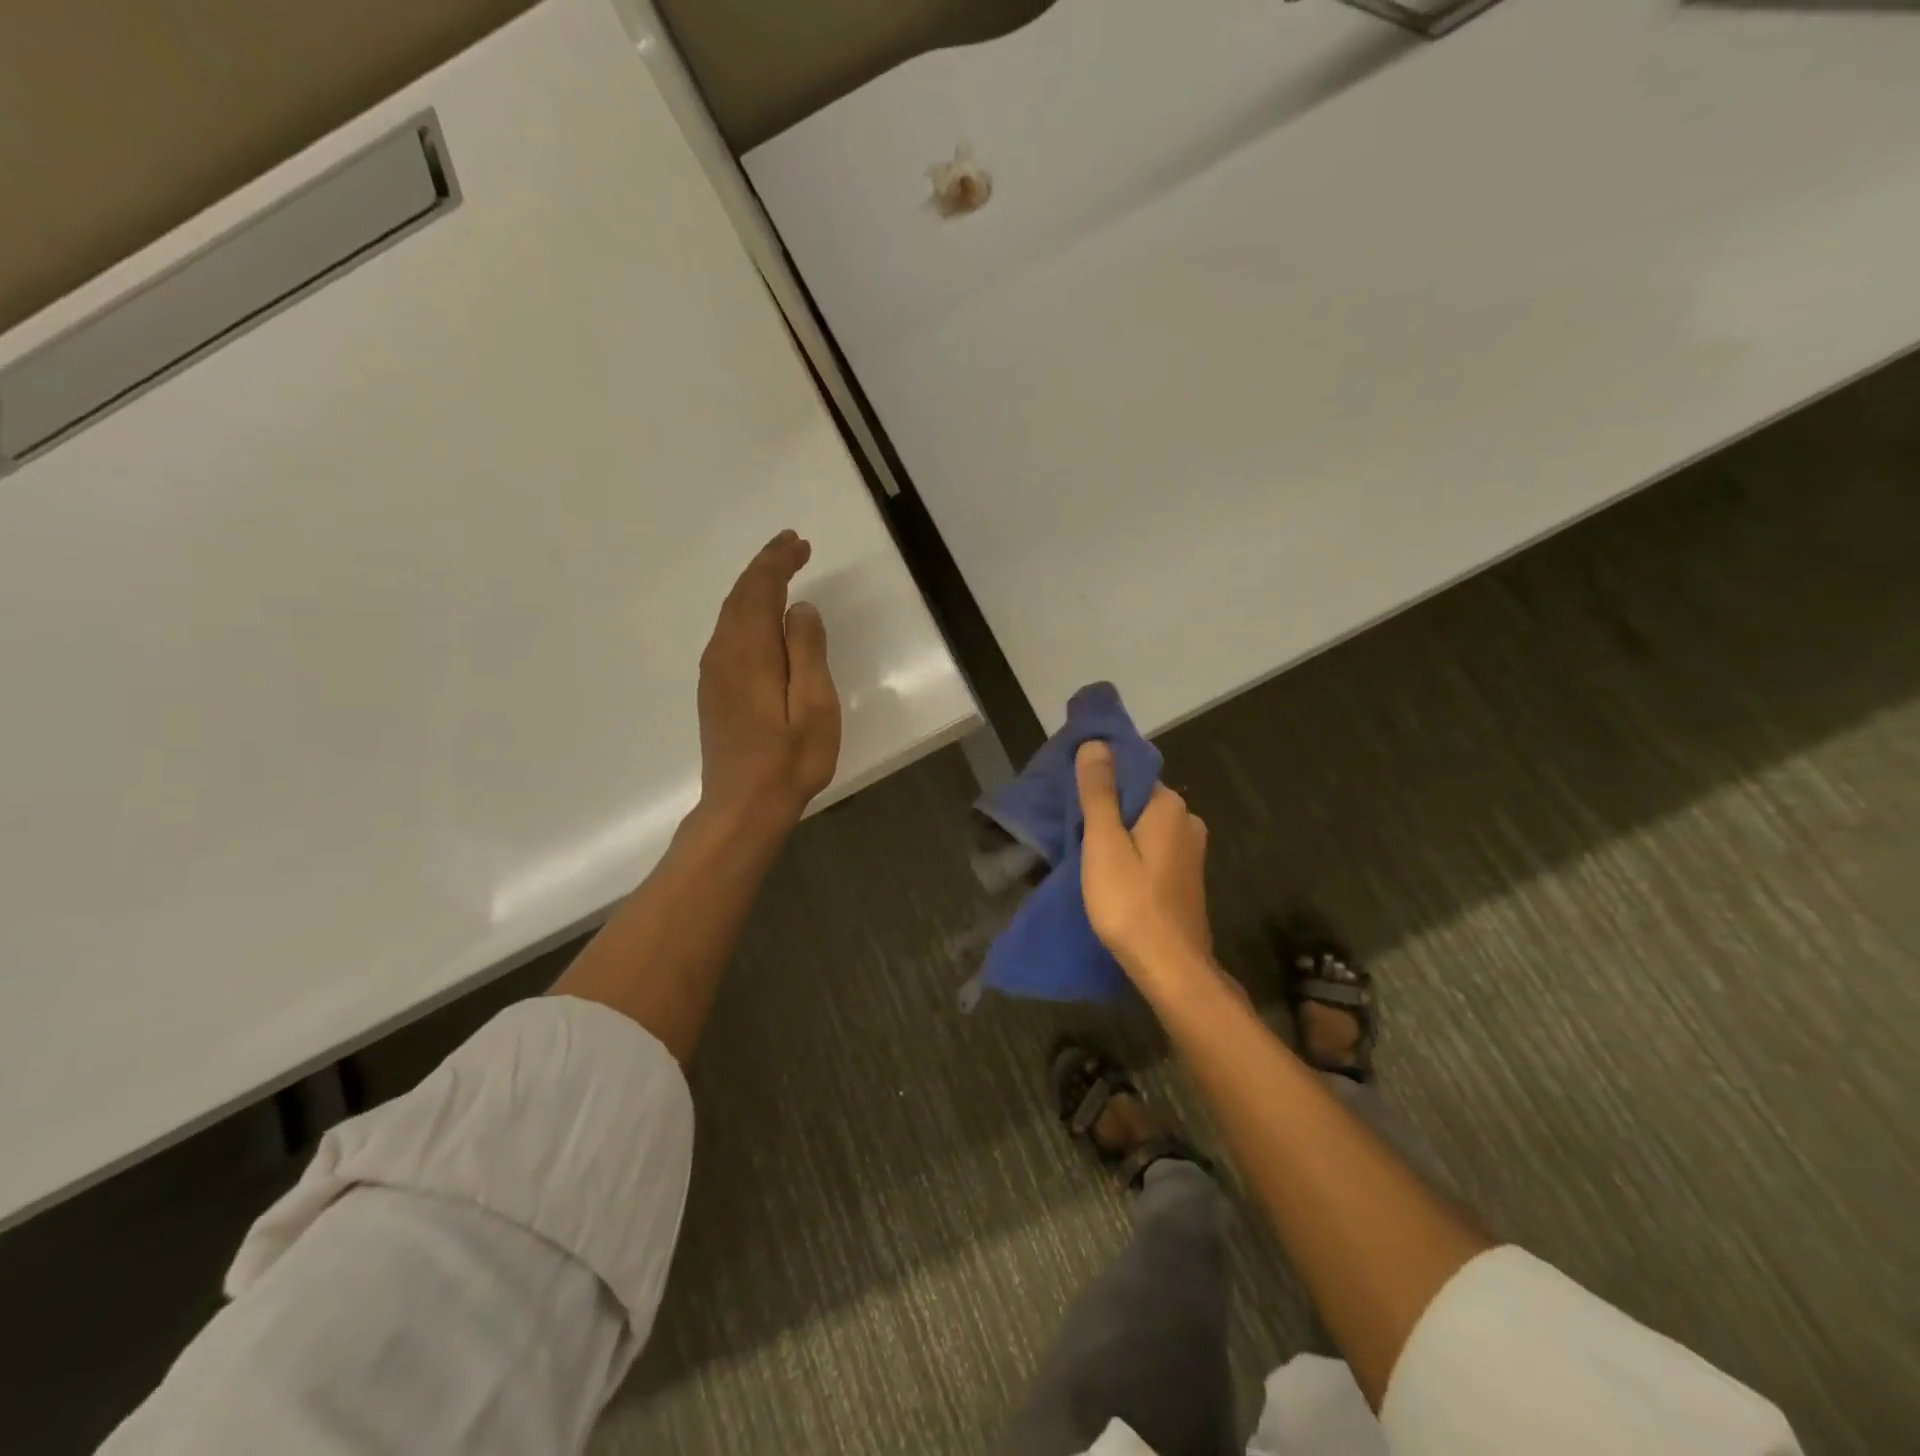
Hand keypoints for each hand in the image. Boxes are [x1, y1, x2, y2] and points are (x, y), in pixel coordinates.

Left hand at [696, 531, 841, 829]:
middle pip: (740, 596)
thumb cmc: (789, 760)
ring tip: (780, 572)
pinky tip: (761, 618)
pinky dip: (746, 612)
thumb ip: (807, 651)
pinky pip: (728, 634)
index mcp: (749, 653)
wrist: (743, 807)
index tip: (799, 544)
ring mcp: (714, 674)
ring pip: (731, 614)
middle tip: (792, 545)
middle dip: (765, 567)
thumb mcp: (814, 706)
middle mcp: (724, 654)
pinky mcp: (714, 691)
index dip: (778, 563)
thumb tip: (799, 608)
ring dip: (754, 587)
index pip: (759, 590)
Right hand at [1076, 740, 1211, 982]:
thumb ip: (1099, 792)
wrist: (1171, 968)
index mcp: (1169, 806)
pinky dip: (1131, 853)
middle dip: (1106, 809)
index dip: (1098, 781)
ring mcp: (1190, 851)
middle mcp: (1187, 820)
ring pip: (1144, 827)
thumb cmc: (1131, 903)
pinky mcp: (1186, 877)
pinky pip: (1152, 850)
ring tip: (1083, 850)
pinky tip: (1110, 872)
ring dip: (1117, 833)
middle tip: (1070, 826)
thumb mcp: (1104, 843)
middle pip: (1137, 800)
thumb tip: (1096, 743)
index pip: (1130, 774)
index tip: (1069, 796)